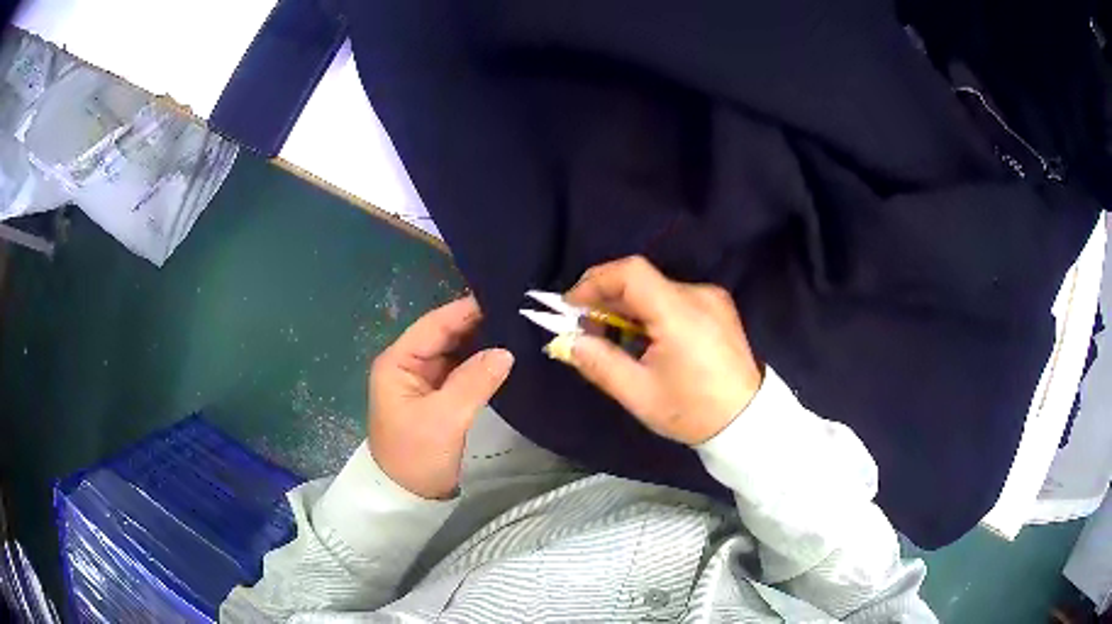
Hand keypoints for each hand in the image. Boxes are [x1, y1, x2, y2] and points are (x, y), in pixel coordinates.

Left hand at [368, 295, 513, 498]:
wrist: (408, 497)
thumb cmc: (416, 456)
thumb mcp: (444, 419)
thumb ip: (474, 381)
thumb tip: (507, 351)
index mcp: (398, 361)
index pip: (434, 325)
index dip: (467, 310)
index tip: (504, 298)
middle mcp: (408, 364)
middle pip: (445, 334)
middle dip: (478, 324)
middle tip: (519, 313)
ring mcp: (423, 380)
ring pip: (456, 351)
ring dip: (482, 343)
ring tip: (519, 329)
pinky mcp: (437, 396)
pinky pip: (461, 370)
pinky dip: (481, 363)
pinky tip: (506, 356)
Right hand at [561, 256, 761, 444]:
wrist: (747, 421)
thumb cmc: (691, 411)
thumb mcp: (638, 393)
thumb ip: (597, 362)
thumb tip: (564, 342)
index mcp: (679, 313)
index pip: (630, 272)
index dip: (594, 282)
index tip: (571, 307)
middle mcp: (698, 294)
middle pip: (641, 280)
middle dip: (606, 299)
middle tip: (585, 329)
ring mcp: (712, 298)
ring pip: (656, 289)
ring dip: (628, 307)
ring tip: (613, 339)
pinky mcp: (719, 307)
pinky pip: (674, 299)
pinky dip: (650, 312)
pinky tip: (645, 339)